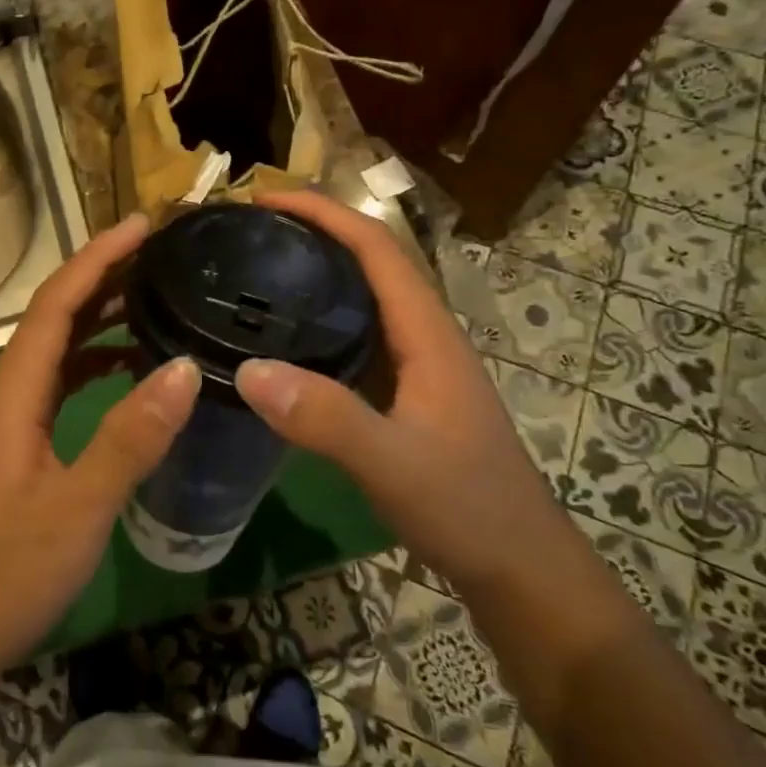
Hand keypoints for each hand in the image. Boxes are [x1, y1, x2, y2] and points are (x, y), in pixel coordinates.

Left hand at [0, 214, 200, 695]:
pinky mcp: (17, 450)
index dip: (99, 258)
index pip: (56, 304)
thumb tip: (186, 367)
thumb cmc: (2, 576)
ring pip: (57, 351)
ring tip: (155, 298)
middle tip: (162, 254)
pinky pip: (59, 386)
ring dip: (100, 319)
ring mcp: (8, 423)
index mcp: (11, 394)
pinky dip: (95, 365)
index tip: (144, 225)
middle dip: (104, 277)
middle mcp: (5, 395)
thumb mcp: (77, 509)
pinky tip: (130, 373)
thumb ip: (130, 438)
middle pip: (54, 317)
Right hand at [232, 191, 568, 593]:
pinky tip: (281, 338)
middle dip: (312, 231)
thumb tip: (248, 369)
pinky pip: (355, 334)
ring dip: (314, 271)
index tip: (264, 198)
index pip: (376, 247)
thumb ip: (327, 420)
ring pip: (361, 297)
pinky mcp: (403, 391)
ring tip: (255, 269)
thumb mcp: (394, 465)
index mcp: (427, 331)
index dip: (322, 212)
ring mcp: (414, 364)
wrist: (519, 567)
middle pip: (367, 260)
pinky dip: (317, 318)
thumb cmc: (467, 508)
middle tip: (246, 231)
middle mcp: (422, 334)